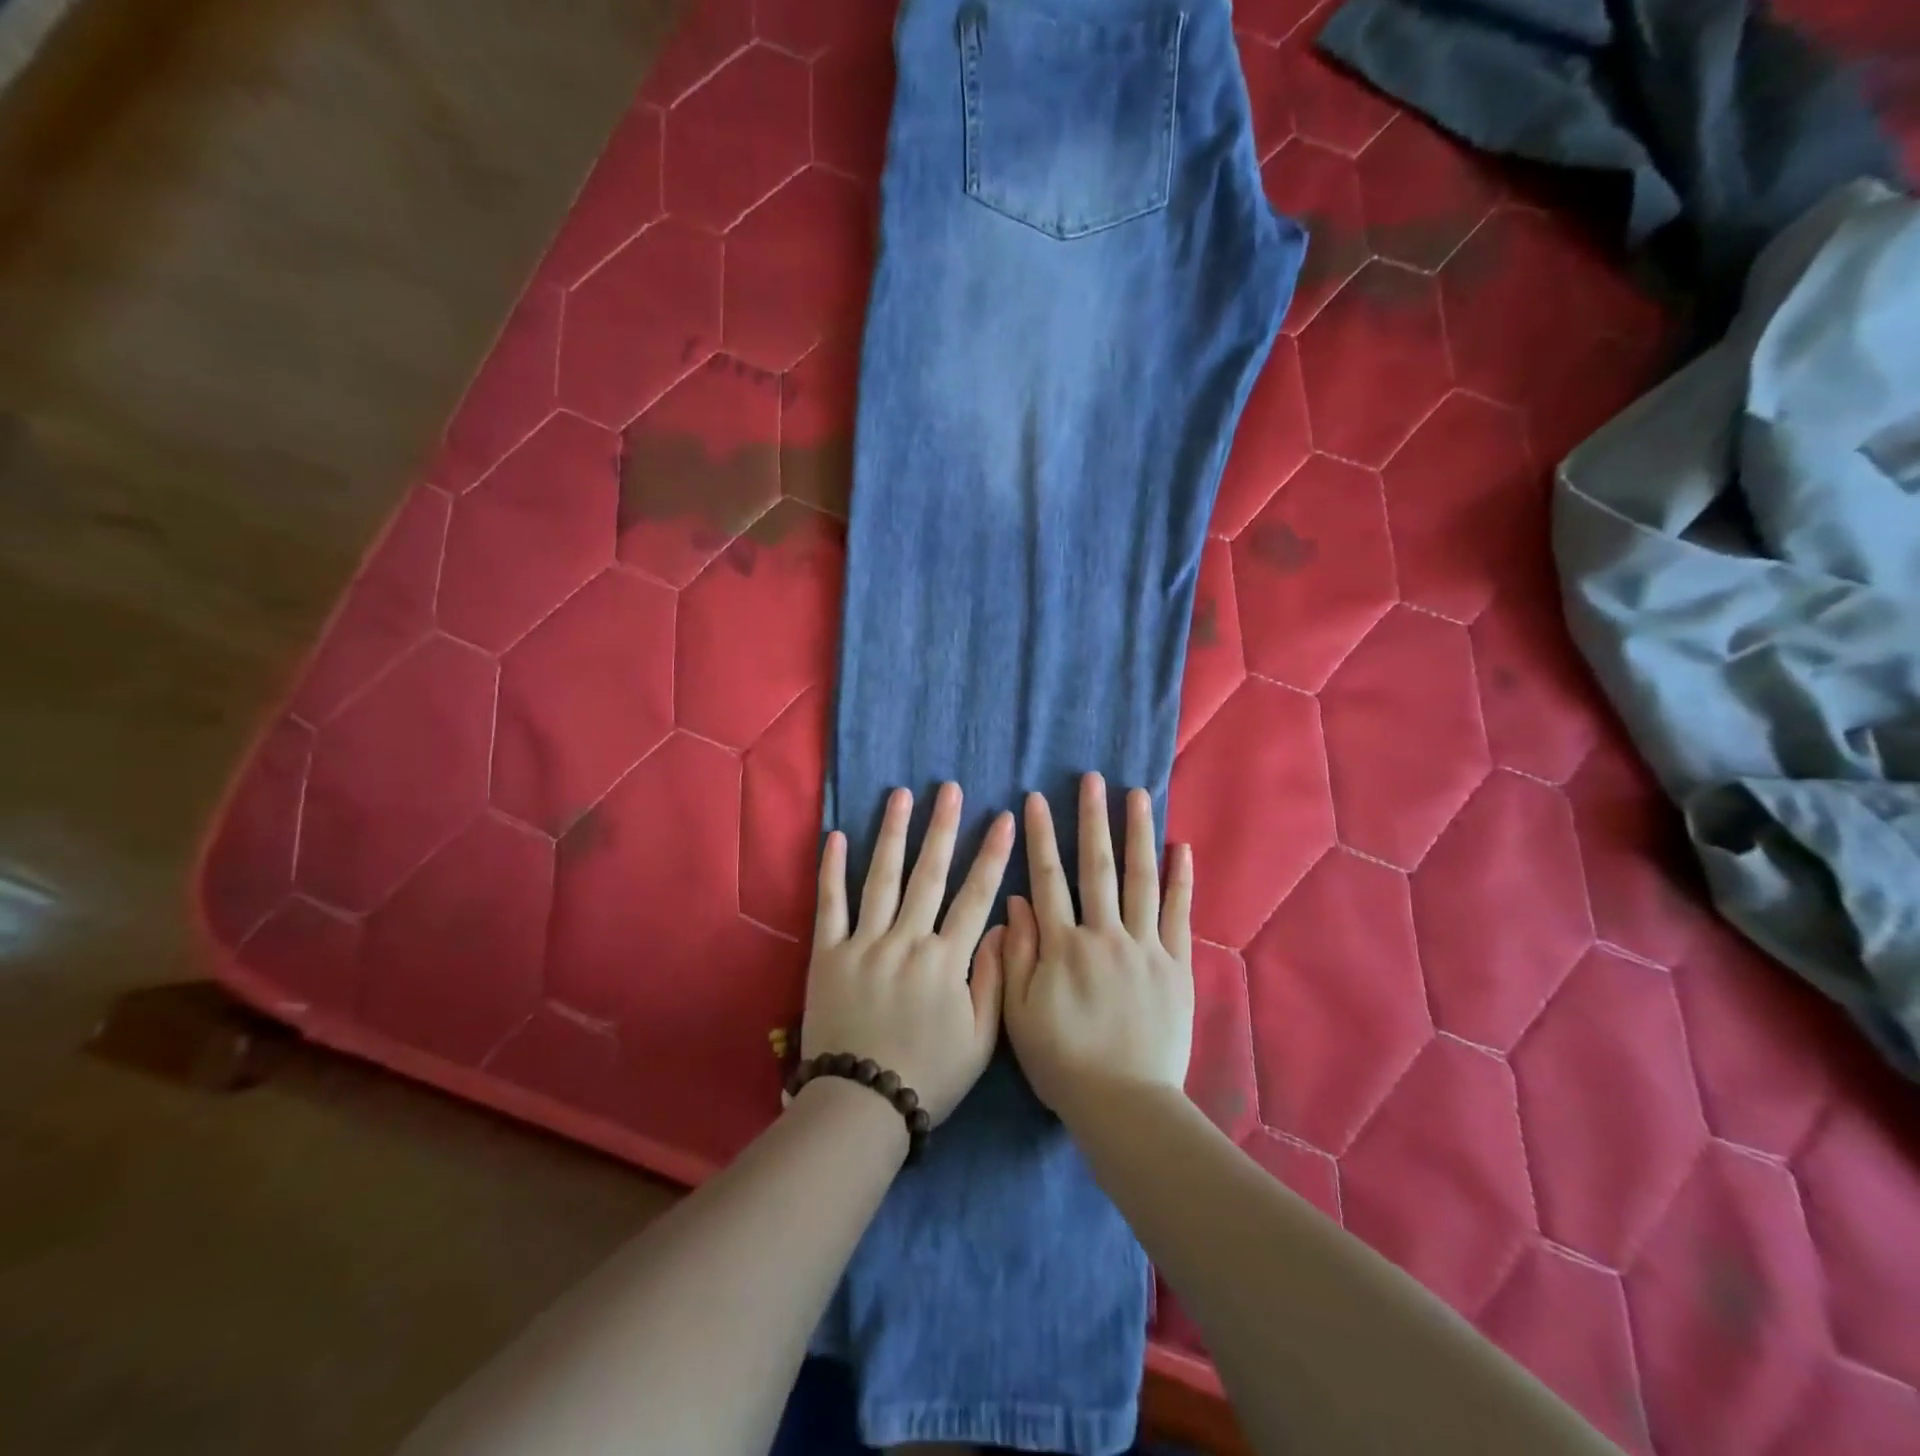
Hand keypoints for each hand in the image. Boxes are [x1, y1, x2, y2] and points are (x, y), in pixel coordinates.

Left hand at [802, 782, 1014, 1125]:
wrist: (862, 1105)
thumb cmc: (928, 1075)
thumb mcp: (979, 1040)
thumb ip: (992, 979)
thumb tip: (999, 926)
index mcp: (946, 960)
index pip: (975, 896)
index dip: (992, 855)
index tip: (1004, 818)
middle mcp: (907, 940)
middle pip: (929, 874)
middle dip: (943, 827)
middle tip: (950, 788)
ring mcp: (864, 943)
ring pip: (882, 878)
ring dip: (893, 834)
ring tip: (901, 795)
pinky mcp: (828, 953)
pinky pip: (830, 904)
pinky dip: (832, 869)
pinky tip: (837, 836)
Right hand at [1001, 772, 1194, 1121]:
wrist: (1124, 1104)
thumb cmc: (1063, 1062)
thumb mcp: (1018, 1013)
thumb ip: (1016, 953)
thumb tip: (1015, 901)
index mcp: (1062, 945)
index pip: (1047, 877)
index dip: (1040, 836)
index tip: (1034, 800)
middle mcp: (1104, 934)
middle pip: (1097, 866)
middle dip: (1092, 818)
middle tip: (1092, 778)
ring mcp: (1145, 946)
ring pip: (1141, 878)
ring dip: (1137, 833)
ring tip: (1135, 794)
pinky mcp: (1176, 964)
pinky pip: (1179, 913)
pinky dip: (1181, 879)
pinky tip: (1180, 847)